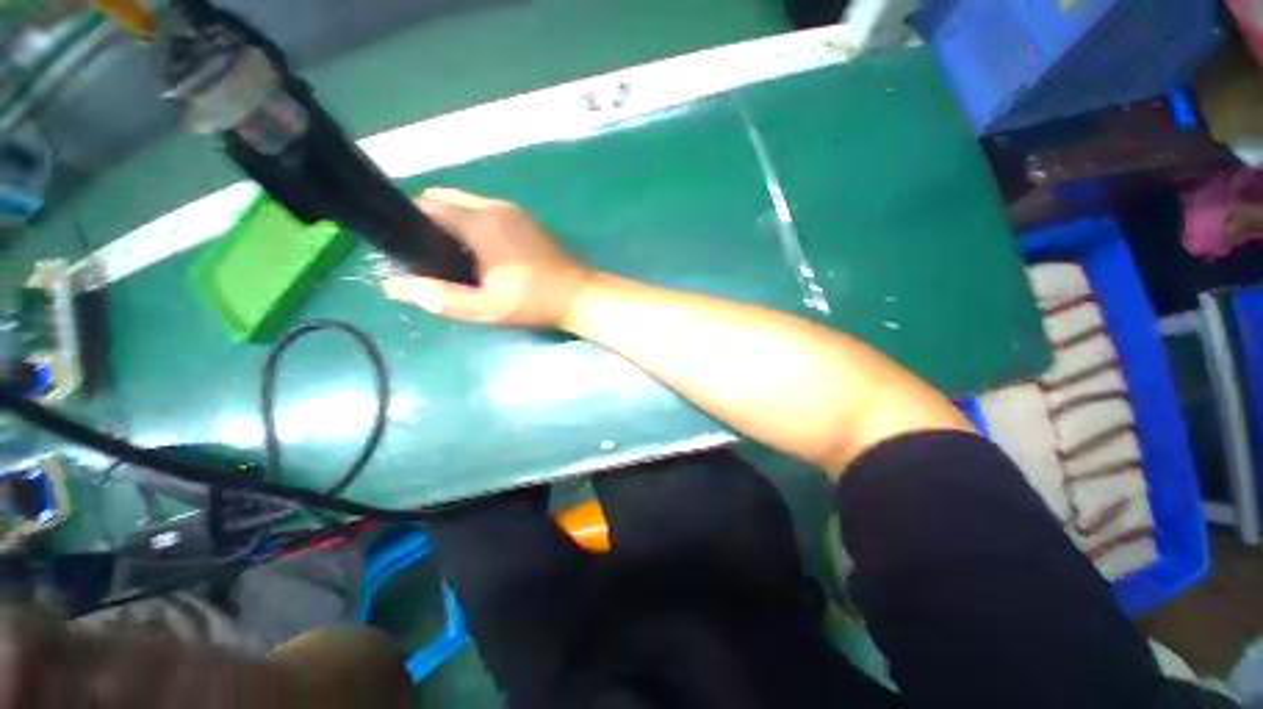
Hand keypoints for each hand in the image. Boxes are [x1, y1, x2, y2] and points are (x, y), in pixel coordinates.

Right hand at [382, 188, 590, 328]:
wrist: (578, 296)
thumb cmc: (533, 302)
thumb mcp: (486, 307)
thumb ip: (441, 297)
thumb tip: (394, 285)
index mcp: (481, 222)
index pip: (427, 205)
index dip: (409, 225)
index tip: (406, 251)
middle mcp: (494, 206)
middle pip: (445, 200)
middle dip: (429, 224)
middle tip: (432, 260)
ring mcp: (513, 210)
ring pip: (465, 205)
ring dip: (452, 225)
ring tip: (455, 260)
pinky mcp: (525, 220)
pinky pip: (485, 212)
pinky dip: (473, 226)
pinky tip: (480, 255)